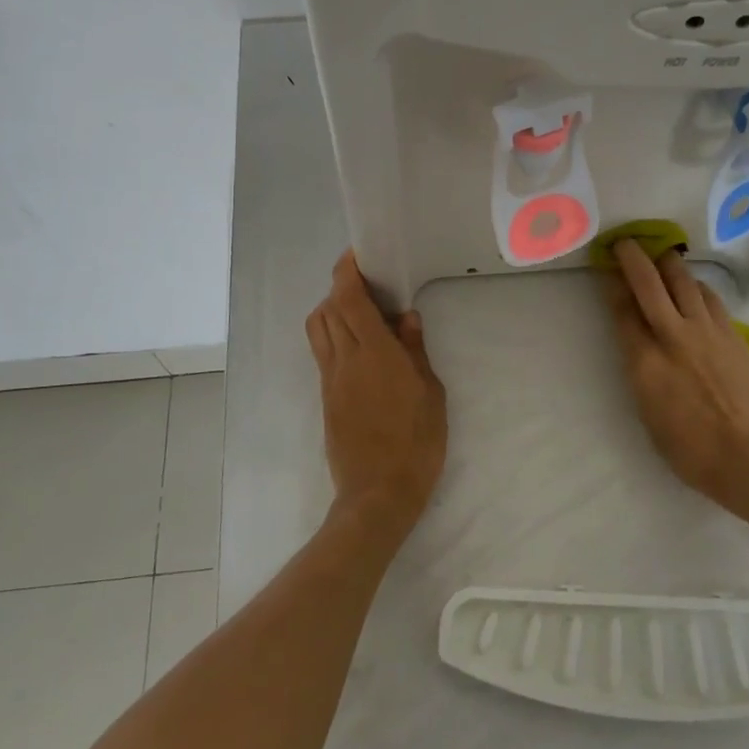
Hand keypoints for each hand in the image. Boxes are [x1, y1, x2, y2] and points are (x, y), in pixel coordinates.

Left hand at [305, 251, 447, 542]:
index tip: (357, 255)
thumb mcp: (430, 394)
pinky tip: (358, 345)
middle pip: (327, 308)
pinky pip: (322, 352)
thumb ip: (415, 350)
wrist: (378, 493)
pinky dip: (333, 334)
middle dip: (340, 286)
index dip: (347, 271)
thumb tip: (405, 317)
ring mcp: (330, 379)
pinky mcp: (325, 396)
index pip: (349, 299)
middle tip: (367, 283)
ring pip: (318, 328)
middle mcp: (345, 359)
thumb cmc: (416, 443)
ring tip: (359, 312)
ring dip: (331, 309)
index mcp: (374, 354)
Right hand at [600, 241, 748, 520]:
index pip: (621, 309)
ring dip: (668, 264)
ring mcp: (706, 331)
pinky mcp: (732, 334)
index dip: (611, 285)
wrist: (744, 454)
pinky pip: (710, 298)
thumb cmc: (686, 446)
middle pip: (648, 283)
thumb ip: (639, 366)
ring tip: (662, 256)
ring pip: (684, 282)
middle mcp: (672, 335)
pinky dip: (696, 286)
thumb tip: (637, 339)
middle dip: (633, 258)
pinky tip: (694, 286)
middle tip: (626, 242)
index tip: (606, 269)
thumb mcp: (646, 408)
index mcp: (643, 360)